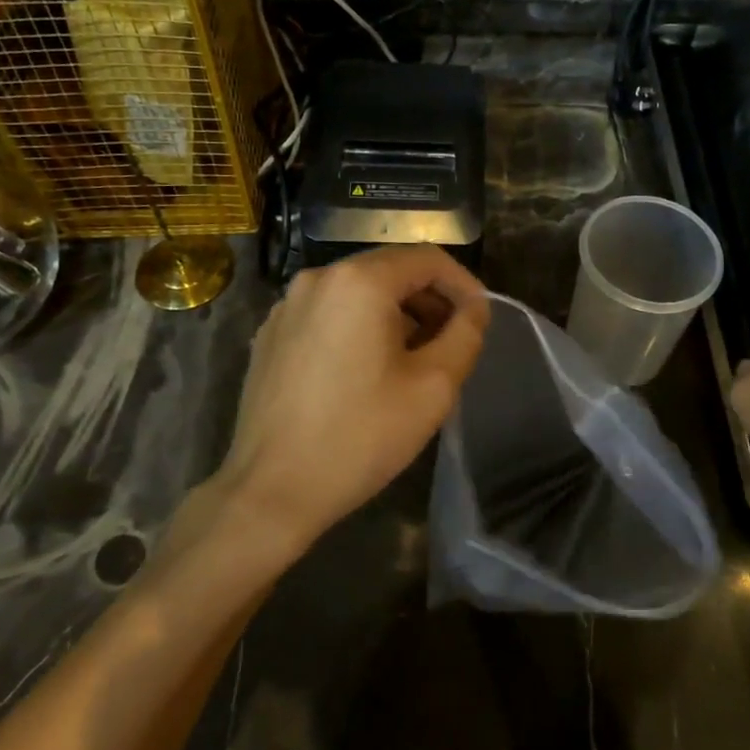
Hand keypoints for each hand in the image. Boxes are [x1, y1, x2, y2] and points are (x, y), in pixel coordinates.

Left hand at [213, 245, 489, 557]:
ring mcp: (286, 307)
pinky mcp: (270, 336)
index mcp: (359, 281)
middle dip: (429, 301)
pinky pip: (328, 315)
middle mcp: (317, 279)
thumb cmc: (361, 435)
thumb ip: (466, 334)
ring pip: (357, 293)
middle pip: (390, 271)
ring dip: (395, 316)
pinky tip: (365, 373)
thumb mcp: (434, 386)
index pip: (427, 259)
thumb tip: (474, 308)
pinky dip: (358, 328)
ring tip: (413, 361)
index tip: (480, 319)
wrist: (273, 490)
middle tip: (451, 343)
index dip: (463, 284)